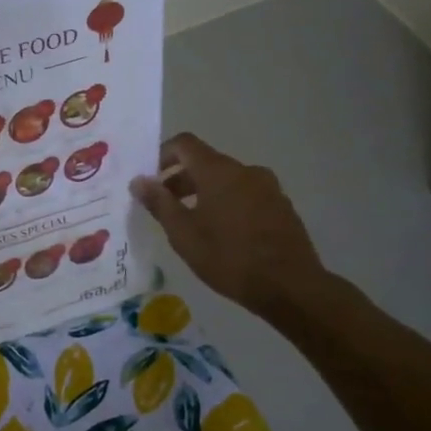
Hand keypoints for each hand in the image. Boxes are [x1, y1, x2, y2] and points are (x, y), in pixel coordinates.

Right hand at [130, 134, 329, 316]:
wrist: (291, 286)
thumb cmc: (229, 257)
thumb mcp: (183, 234)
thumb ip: (159, 203)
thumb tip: (139, 181)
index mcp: (218, 171)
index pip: (184, 144)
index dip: (162, 155)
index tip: (149, 179)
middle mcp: (245, 170)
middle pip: (205, 162)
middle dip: (180, 179)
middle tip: (163, 206)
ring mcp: (268, 187)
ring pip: (226, 180)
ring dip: (204, 192)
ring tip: (192, 223)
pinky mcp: (282, 206)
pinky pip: (245, 194)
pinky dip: (227, 203)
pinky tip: (222, 234)